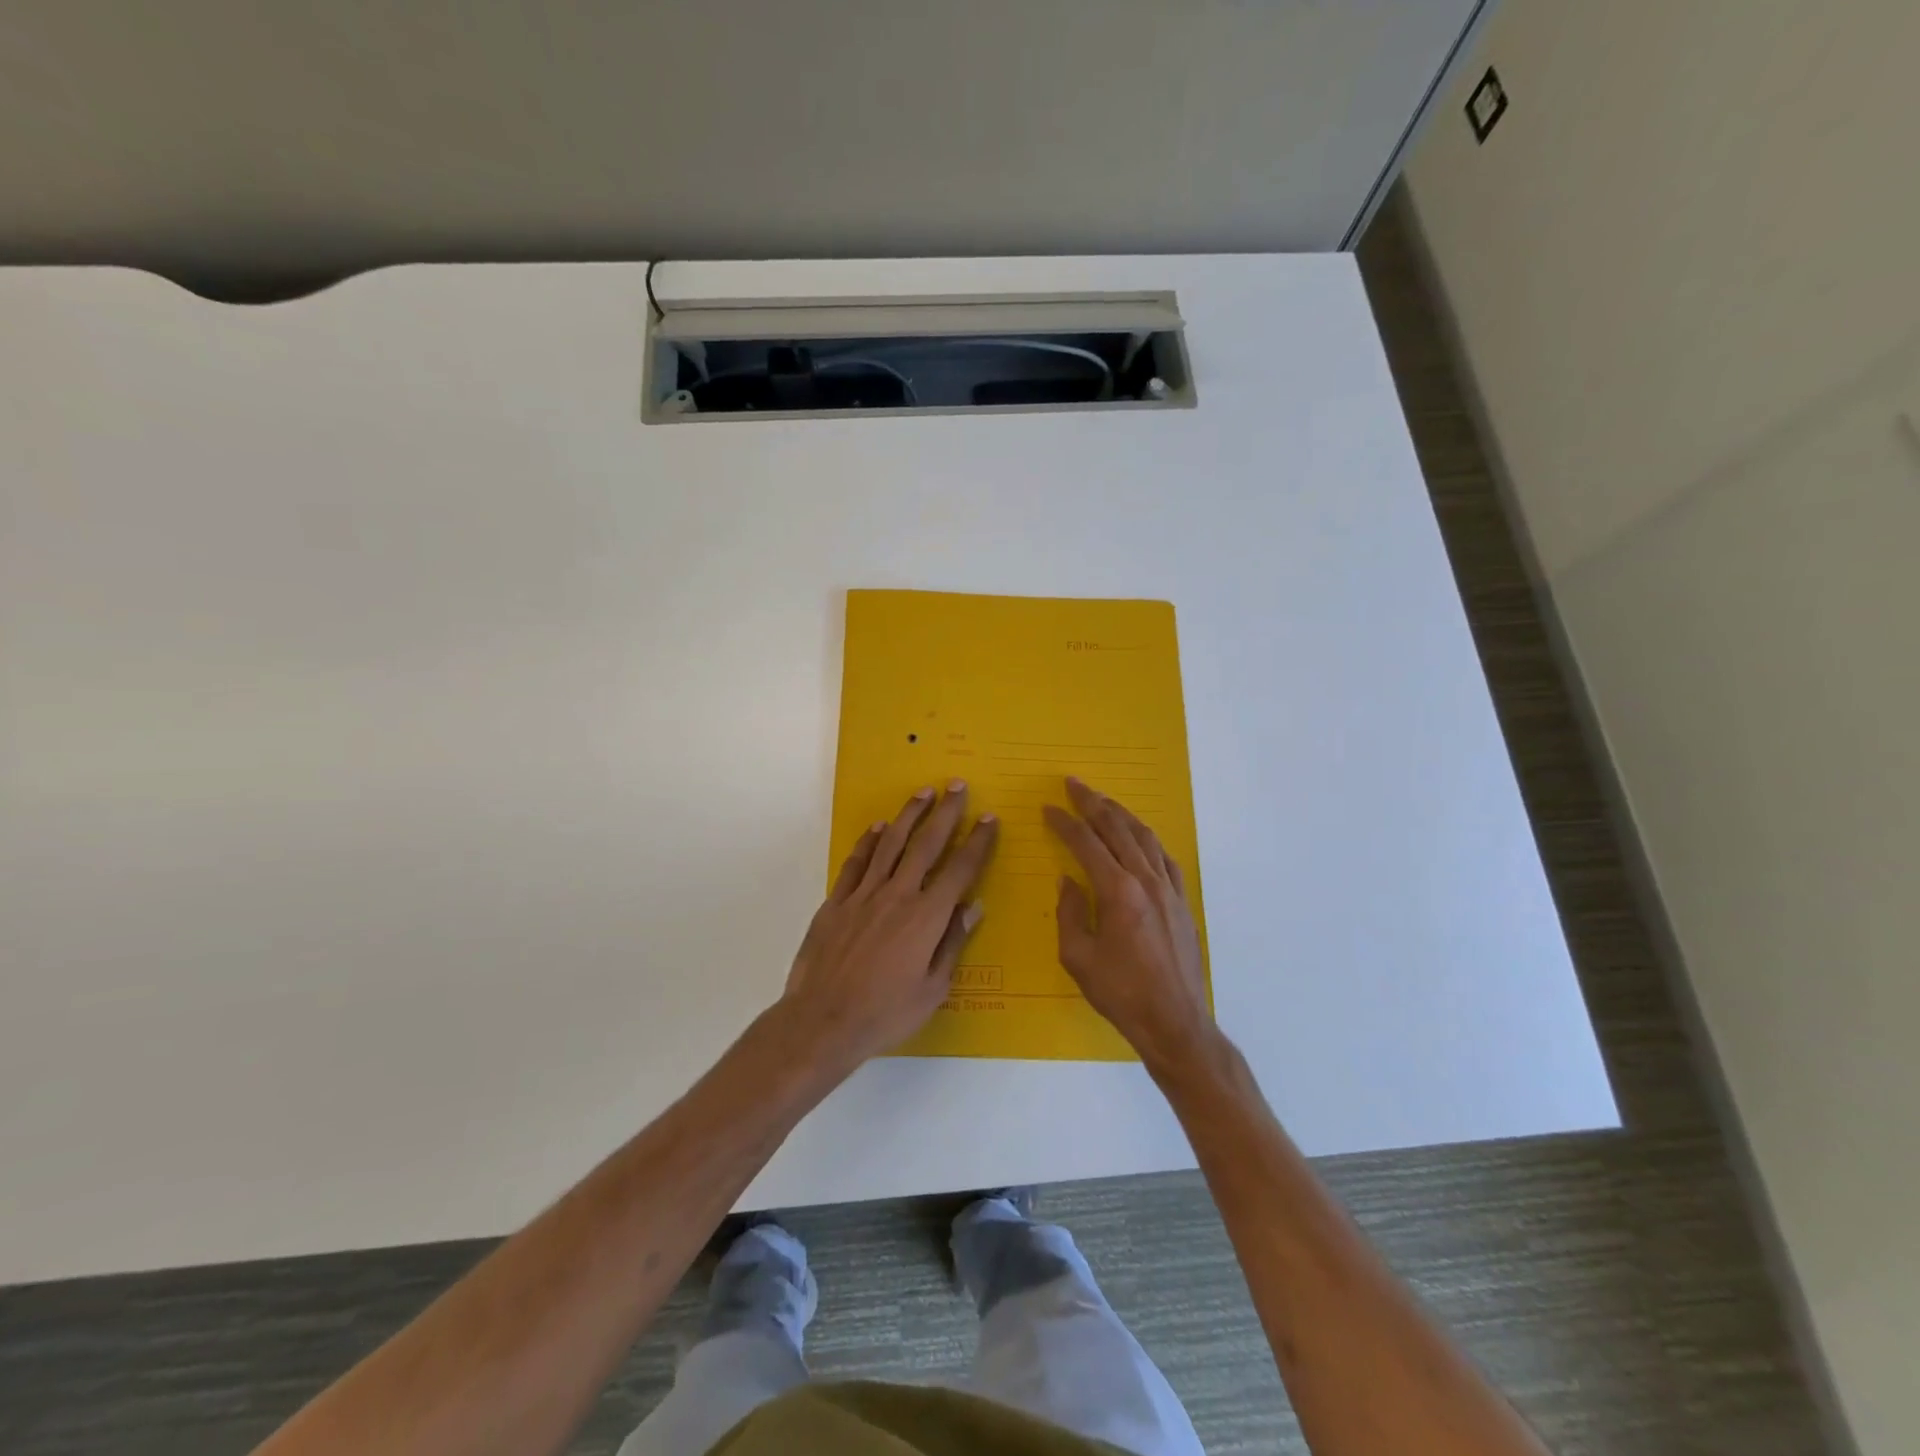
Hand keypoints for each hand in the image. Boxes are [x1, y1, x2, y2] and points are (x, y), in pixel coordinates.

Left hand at [779, 782, 998, 1074]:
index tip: (989, 818)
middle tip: (957, 785)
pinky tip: (878, 828)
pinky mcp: (836, 901)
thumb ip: (953, 943)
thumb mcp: (933, 988)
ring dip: (909, 815)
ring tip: (923, 793)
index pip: (960, 870)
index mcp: (927, 917)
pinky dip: (869, 842)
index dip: (977, 842)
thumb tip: (974, 906)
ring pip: (890, 844)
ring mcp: (864, 895)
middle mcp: (898, 895)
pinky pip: (856, 863)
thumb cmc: (885, 1013)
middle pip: (927, 844)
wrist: (823, 1021)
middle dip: (946, 812)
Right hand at [1045, 777, 1213, 1075]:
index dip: (1065, 823)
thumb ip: (1070, 913)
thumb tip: (1068, 881)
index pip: (1086, 843)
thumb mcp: (1078, 957)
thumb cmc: (1121, 993)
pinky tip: (1139, 837)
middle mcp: (1146, 880)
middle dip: (1093, 803)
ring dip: (1121, 814)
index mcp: (1118, 891)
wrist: (1175, 1022)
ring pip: (1144, 837)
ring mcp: (1169, 889)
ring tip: (1103, 801)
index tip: (1048, 808)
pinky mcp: (1181, 902)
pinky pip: (1164, 858)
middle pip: (1118, 829)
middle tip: (1074, 784)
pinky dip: (1146, 839)